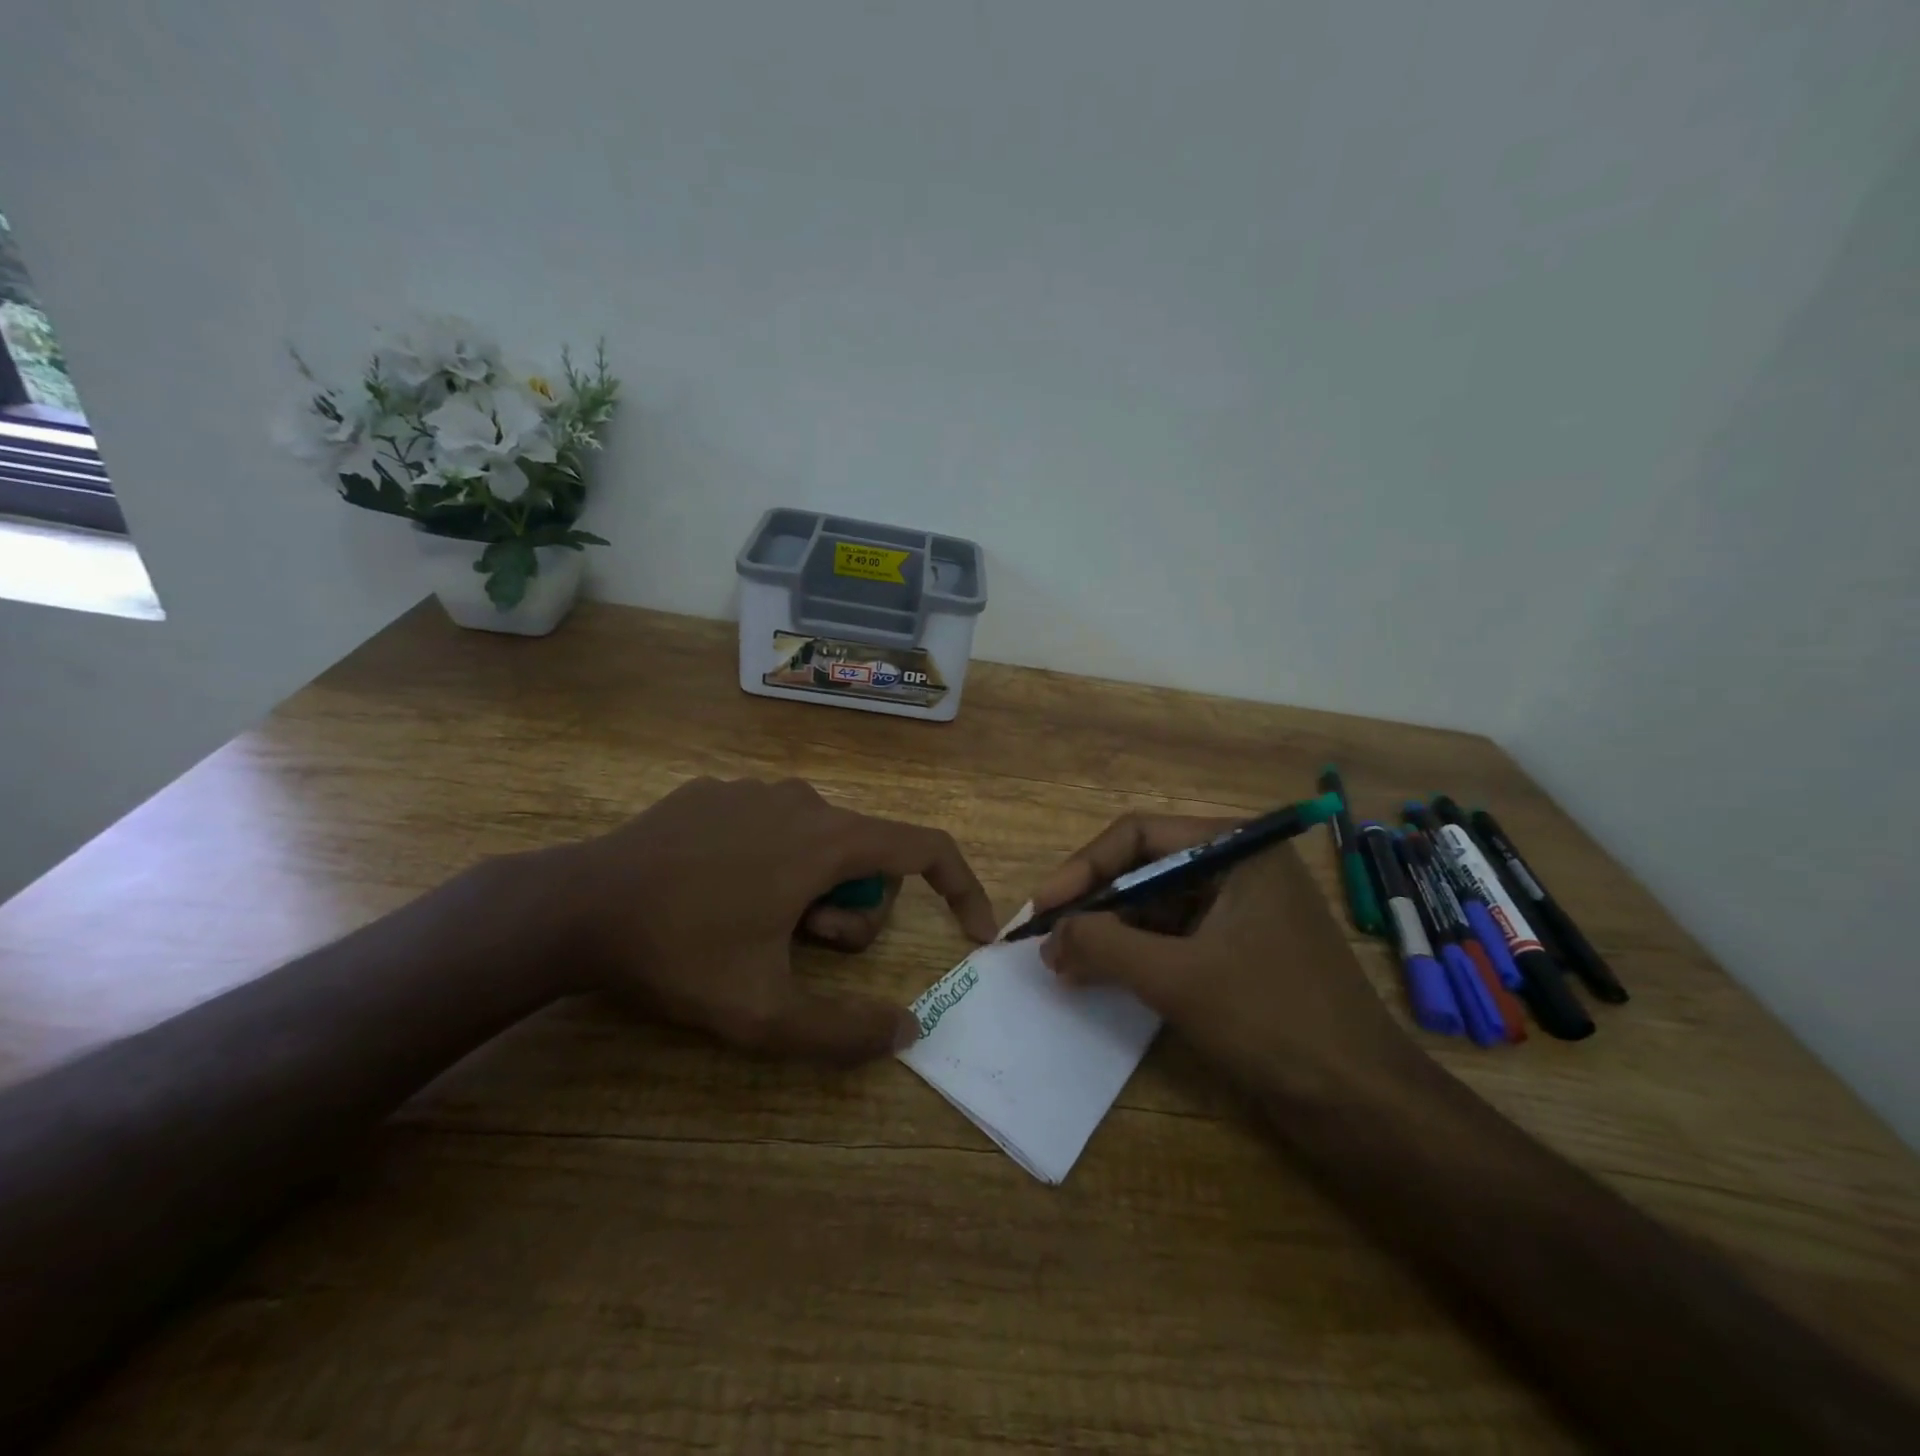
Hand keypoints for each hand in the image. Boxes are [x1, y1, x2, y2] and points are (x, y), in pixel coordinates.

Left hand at [557, 778, 998, 1063]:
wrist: (577, 905)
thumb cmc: (680, 952)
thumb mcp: (764, 1012)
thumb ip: (844, 1030)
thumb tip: (908, 1031)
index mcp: (827, 840)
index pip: (925, 847)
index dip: (961, 888)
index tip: (973, 931)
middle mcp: (802, 801)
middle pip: (866, 859)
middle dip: (848, 914)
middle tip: (795, 950)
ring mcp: (754, 790)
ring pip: (818, 844)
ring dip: (807, 892)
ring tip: (749, 925)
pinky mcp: (715, 792)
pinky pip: (772, 828)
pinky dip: (768, 864)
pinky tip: (714, 893)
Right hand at [1030, 814, 1417, 1101]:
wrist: (1365, 1105)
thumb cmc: (1273, 1021)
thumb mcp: (1177, 978)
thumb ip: (1104, 945)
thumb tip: (1050, 934)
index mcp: (1236, 850)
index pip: (1139, 835)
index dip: (1083, 868)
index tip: (1042, 908)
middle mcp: (1239, 869)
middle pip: (1145, 869)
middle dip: (1094, 904)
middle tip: (1047, 940)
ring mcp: (1243, 912)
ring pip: (1156, 907)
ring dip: (1109, 933)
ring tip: (1063, 964)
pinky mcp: (1241, 952)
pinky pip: (1174, 939)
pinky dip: (1135, 955)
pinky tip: (1099, 977)